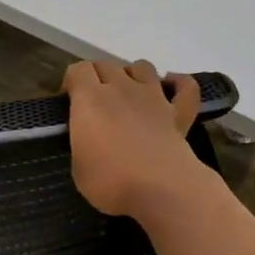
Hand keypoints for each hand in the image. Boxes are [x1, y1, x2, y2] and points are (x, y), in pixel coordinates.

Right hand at [63, 60, 204, 220]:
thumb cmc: (110, 181)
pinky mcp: (178, 113)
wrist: (159, 189)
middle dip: (98, 77)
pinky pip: (185, 86)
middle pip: (107, 65)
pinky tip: (171, 88)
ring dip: (133, 75)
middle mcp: (121, 89)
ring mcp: (153, 97)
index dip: (72, 81)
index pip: (78, 70)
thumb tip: (89, 140)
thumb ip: (82, 143)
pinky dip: (178, 83)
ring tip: (129, 94)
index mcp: (90, 99)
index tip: (69, 101)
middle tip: (96, 103)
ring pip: (143, 67)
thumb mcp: (78, 167)